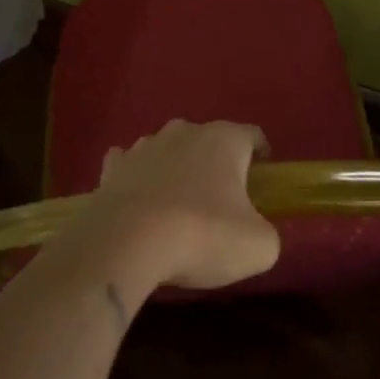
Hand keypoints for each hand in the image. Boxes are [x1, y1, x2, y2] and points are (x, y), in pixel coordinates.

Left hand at [60, 120, 280, 291]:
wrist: (127, 243)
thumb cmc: (202, 235)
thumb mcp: (257, 246)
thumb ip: (266, 233)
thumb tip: (256, 231)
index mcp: (223, 140)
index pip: (252, 135)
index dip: (262, 154)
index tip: (263, 177)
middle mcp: (184, 131)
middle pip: (208, 139)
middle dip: (216, 162)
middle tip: (223, 200)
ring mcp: (145, 146)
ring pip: (168, 148)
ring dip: (176, 168)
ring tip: (179, 204)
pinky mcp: (114, 167)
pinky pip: (130, 164)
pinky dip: (138, 177)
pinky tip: (139, 200)